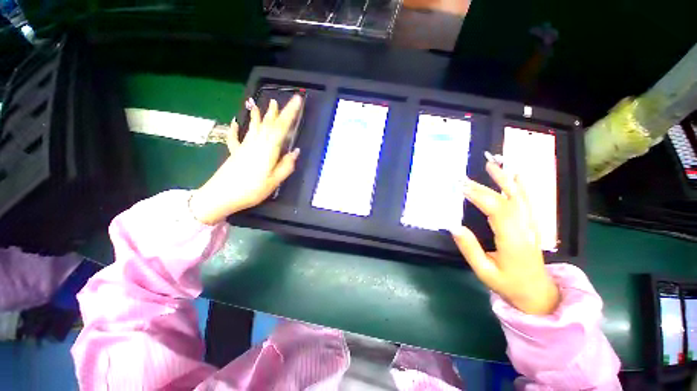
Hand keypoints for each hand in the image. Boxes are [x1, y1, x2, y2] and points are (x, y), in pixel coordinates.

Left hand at [189, 96, 302, 224]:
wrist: (220, 196)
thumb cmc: (251, 190)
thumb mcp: (274, 181)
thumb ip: (286, 166)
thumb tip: (295, 152)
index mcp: (268, 150)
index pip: (281, 127)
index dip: (290, 113)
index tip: (297, 100)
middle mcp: (256, 144)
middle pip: (267, 124)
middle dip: (275, 112)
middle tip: (279, 100)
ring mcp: (244, 147)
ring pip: (253, 127)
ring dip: (258, 115)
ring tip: (259, 104)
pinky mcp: (235, 152)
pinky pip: (236, 138)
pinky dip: (236, 129)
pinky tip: (235, 122)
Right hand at [451, 161, 559, 314]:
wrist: (538, 293)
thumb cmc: (508, 284)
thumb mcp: (484, 271)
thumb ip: (469, 248)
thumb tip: (454, 226)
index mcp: (513, 240)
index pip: (496, 210)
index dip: (478, 196)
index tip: (460, 187)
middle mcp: (525, 228)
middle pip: (504, 200)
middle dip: (482, 187)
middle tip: (462, 178)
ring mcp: (532, 224)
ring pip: (519, 197)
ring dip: (505, 179)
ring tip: (492, 165)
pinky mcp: (532, 224)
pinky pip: (528, 201)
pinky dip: (522, 186)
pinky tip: (517, 175)